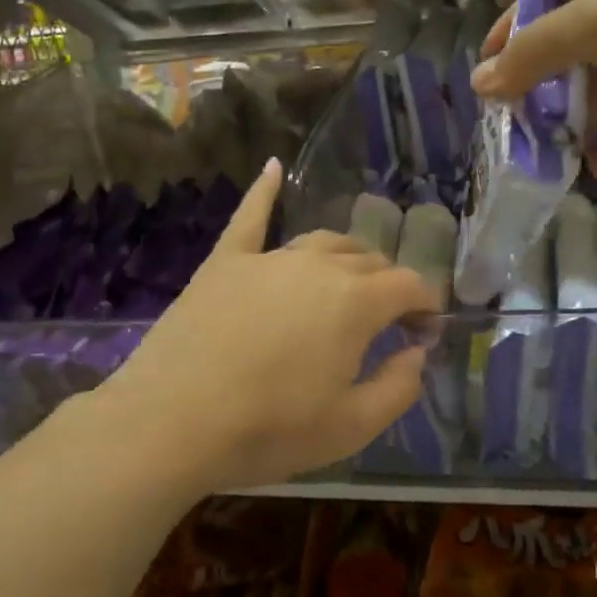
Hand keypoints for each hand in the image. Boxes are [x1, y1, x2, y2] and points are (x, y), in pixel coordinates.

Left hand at [106, 159, 440, 490]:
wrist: (171, 423)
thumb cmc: (268, 429)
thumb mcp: (351, 427)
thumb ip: (399, 387)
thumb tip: (417, 353)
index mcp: (356, 302)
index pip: (409, 285)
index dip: (425, 306)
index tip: (424, 332)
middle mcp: (318, 266)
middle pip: (368, 260)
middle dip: (388, 284)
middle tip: (387, 320)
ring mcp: (269, 258)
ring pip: (323, 242)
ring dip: (347, 258)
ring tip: (349, 280)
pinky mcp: (226, 262)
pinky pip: (251, 217)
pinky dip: (265, 191)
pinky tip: (273, 167)